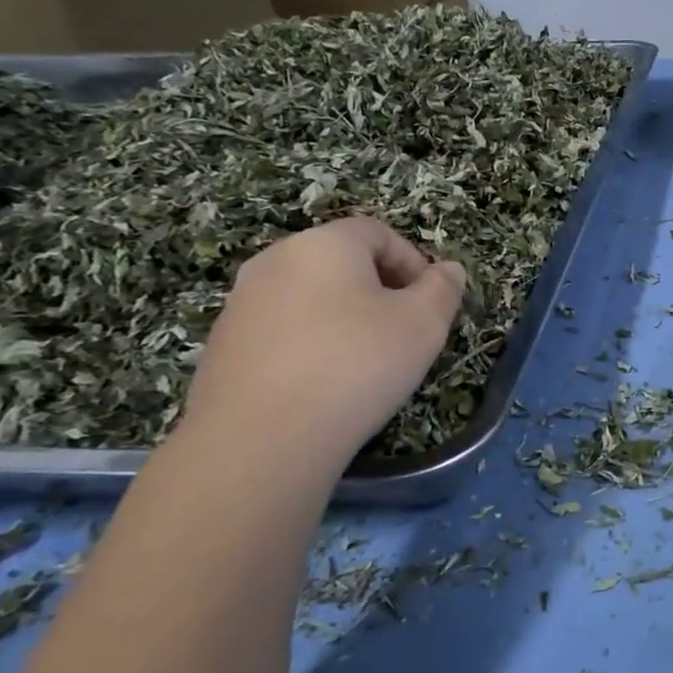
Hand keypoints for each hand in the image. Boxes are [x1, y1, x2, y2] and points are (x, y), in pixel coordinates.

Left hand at [180, 217, 465, 469]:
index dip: (413, 262)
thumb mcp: (423, 325)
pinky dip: (311, 344)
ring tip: (366, 362)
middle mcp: (275, 261)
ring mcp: (242, 303)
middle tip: (404, 332)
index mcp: (324, 244)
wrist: (259, 439)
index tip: (431, 302)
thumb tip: (448, 269)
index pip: (377, 232)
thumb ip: (443, 289)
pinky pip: (283, 330)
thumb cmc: (356, 365)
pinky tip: (325, 384)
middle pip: (341, 262)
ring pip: (310, 297)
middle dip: (380, 290)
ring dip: (344, 318)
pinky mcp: (223, 345)